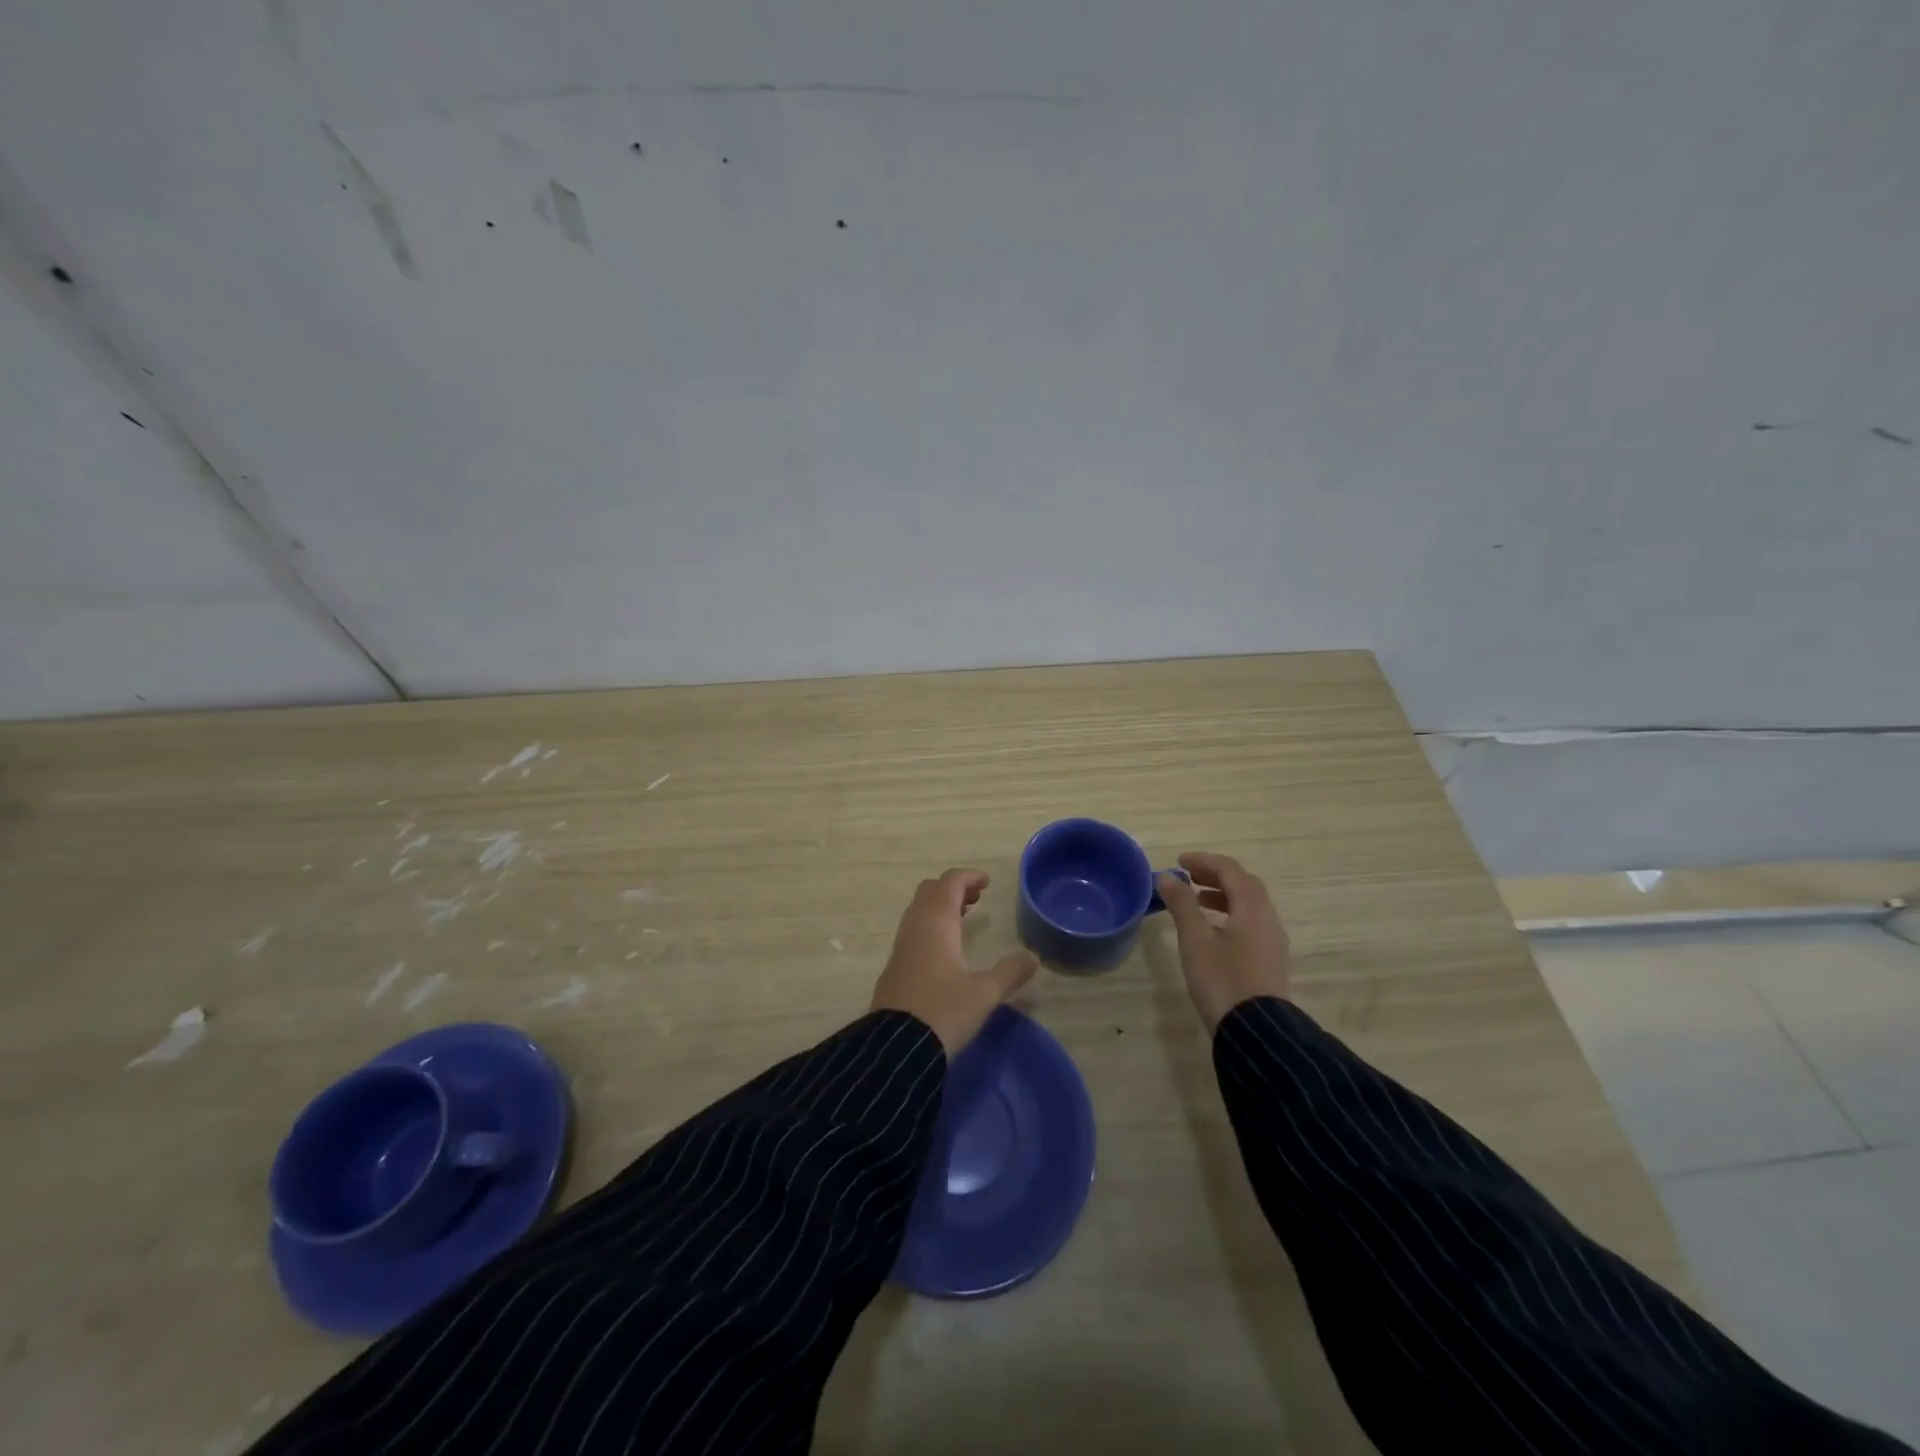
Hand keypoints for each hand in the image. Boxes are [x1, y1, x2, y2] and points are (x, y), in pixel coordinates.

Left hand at [871, 868, 1037, 1056]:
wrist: (896, 1048)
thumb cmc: (944, 1012)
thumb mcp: (985, 994)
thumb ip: (1010, 972)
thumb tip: (1032, 958)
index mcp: (937, 923)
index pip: (950, 883)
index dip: (968, 876)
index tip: (987, 882)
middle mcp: (915, 927)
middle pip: (930, 891)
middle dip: (953, 888)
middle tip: (976, 899)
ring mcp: (901, 946)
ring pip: (919, 910)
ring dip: (940, 907)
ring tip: (964, 919)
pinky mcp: (894, 967)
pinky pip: (912, 930)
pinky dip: (930, 925)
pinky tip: (945, 950)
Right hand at [1156, 852, 1290, 1031]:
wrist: (1255, 1032)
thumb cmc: (1221, 979)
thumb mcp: (1195, 939)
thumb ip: (1182, 904)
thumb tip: (1166, 876)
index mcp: (1253, 908)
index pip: (1230, 870)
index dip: (1203, 861)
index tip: (1178, 862)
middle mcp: (1268, 918)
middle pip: (1243, 884)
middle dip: (1214, 875)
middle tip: (1186, 877)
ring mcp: (1272, 940)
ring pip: (1248, 904)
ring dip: (1222, 895)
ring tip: (1195, 901)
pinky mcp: (1269, 959)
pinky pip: (1250, 922)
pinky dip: (1230, 913)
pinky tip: (1211, 930)